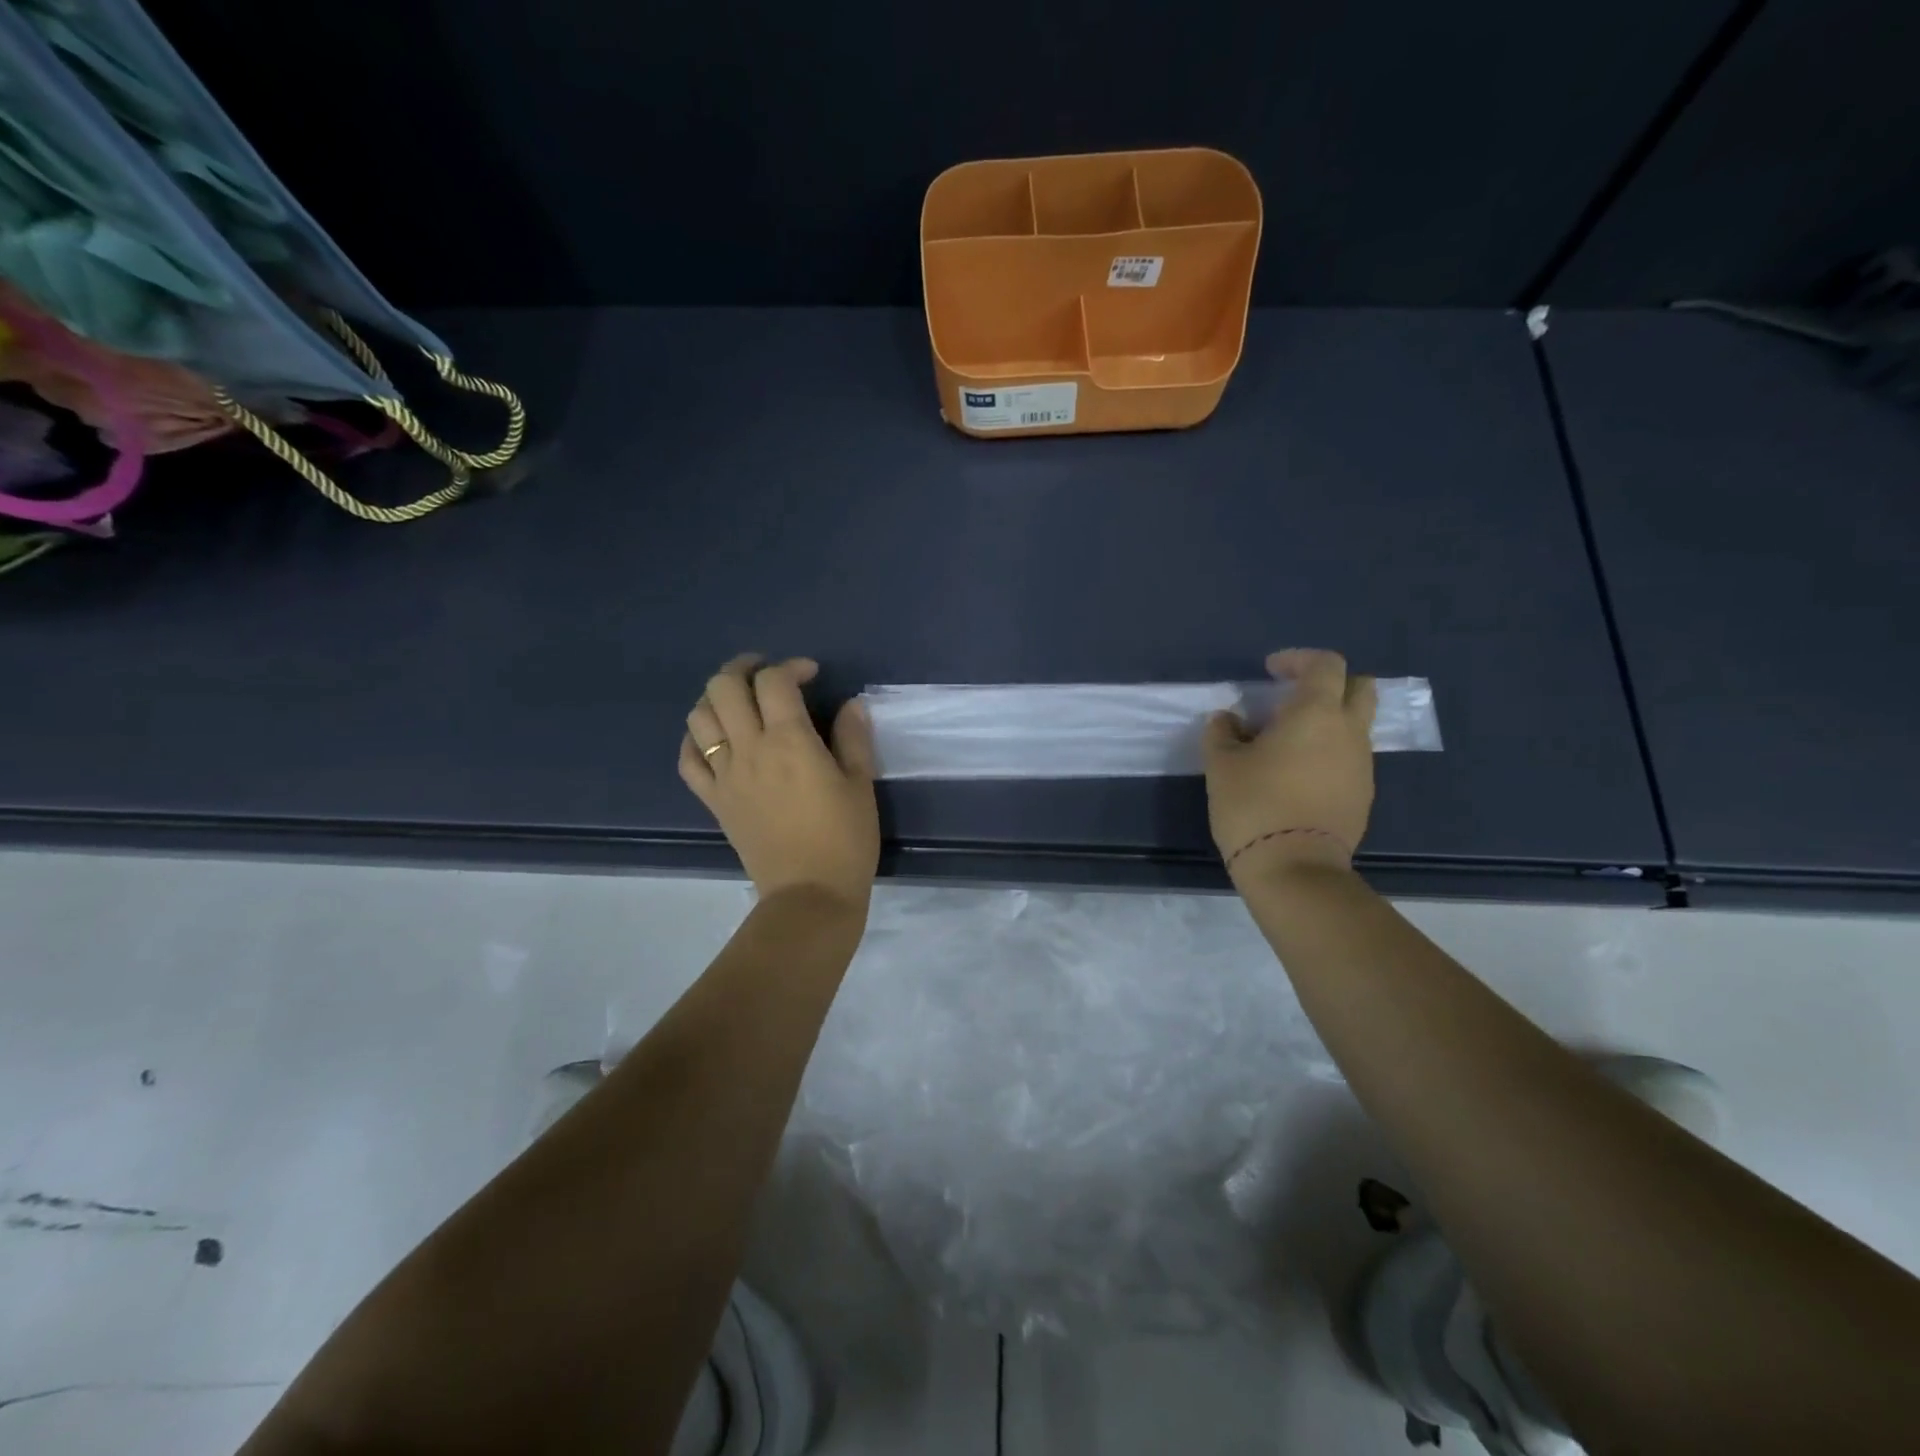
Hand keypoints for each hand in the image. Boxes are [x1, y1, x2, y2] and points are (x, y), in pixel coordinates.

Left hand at [679, 655, 879, 909]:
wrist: (809, 895)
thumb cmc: (845, 839)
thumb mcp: (861, 784)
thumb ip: (853, 738)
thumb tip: (850, 705)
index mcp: (789, 741)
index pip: (774, 681)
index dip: (791, 667)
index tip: (810, 675)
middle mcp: (749, 749)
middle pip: (723, 687)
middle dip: (743, 668)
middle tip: (766, 675)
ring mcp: (725, 775)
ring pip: (699, 717)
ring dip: (716, 698)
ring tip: (740, 702)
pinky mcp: (714, 800)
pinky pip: (688, 760)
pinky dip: (694, 739)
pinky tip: (713, 738)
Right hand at [1202, 649, 1376, 880]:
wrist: (1294, 867)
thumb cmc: (1254, 804)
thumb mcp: (1222, 765)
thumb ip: (1222, 733)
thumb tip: (1228, 720)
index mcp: (1316, 713)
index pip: (1324, 665)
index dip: (1298, 659)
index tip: (1271, 671)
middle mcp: (1349, 732)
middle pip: (1360, 688)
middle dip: (1330, 684)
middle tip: (1294, 697)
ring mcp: (1362, 765)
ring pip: (1356, 725)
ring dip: (1328, 721)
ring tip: (1288, 741)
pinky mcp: (1362, 795)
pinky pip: (1351, 758)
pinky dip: (1330, 752)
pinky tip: (1297, 774)